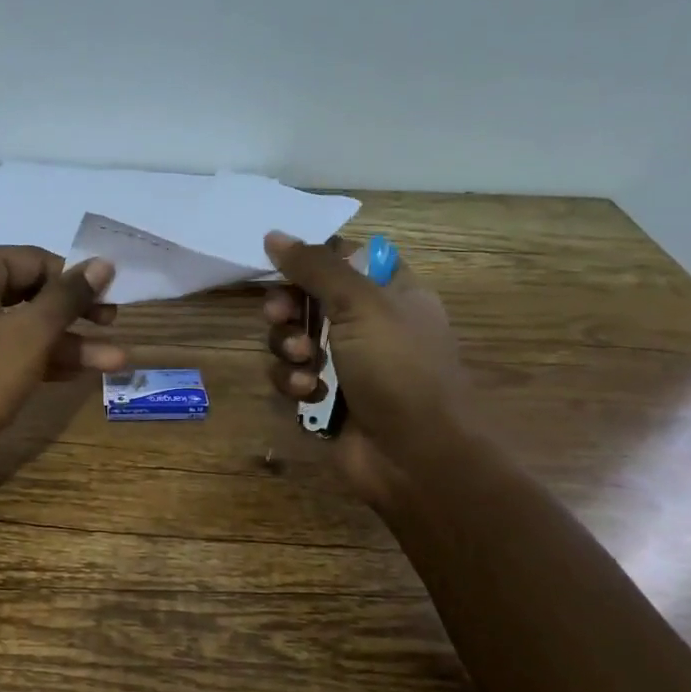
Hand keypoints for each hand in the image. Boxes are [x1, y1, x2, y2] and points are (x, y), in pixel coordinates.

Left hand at [0, 247, 122, 465]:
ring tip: (115, 361)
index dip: (76, 280)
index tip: (112, 300)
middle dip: (75, 315)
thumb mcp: (30, 335)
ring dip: (64, 344)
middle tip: (113, 327)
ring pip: (18, 327)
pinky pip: (2, 350)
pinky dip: (36, 359)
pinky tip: (77, 373)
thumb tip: (103, 262)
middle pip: (27, 293)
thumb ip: (68, 297)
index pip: (34, 260)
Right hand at [260, 231, 469, 507]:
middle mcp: (367, 325)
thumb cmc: (400, 369)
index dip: (311, 259)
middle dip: (288, 307)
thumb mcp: (361, 304)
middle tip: (280, 315)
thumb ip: (316, 267)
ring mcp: (346, 364)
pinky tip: (310, 394)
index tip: (283, 263)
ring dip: (289, 348)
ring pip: (293, 338)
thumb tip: (274, 235)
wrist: (416, 456)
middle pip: (308, 298)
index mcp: (391, 293)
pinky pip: (292, 376)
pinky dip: (295, 383)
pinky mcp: (325, 398)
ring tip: (305, 364)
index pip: (344, 259)